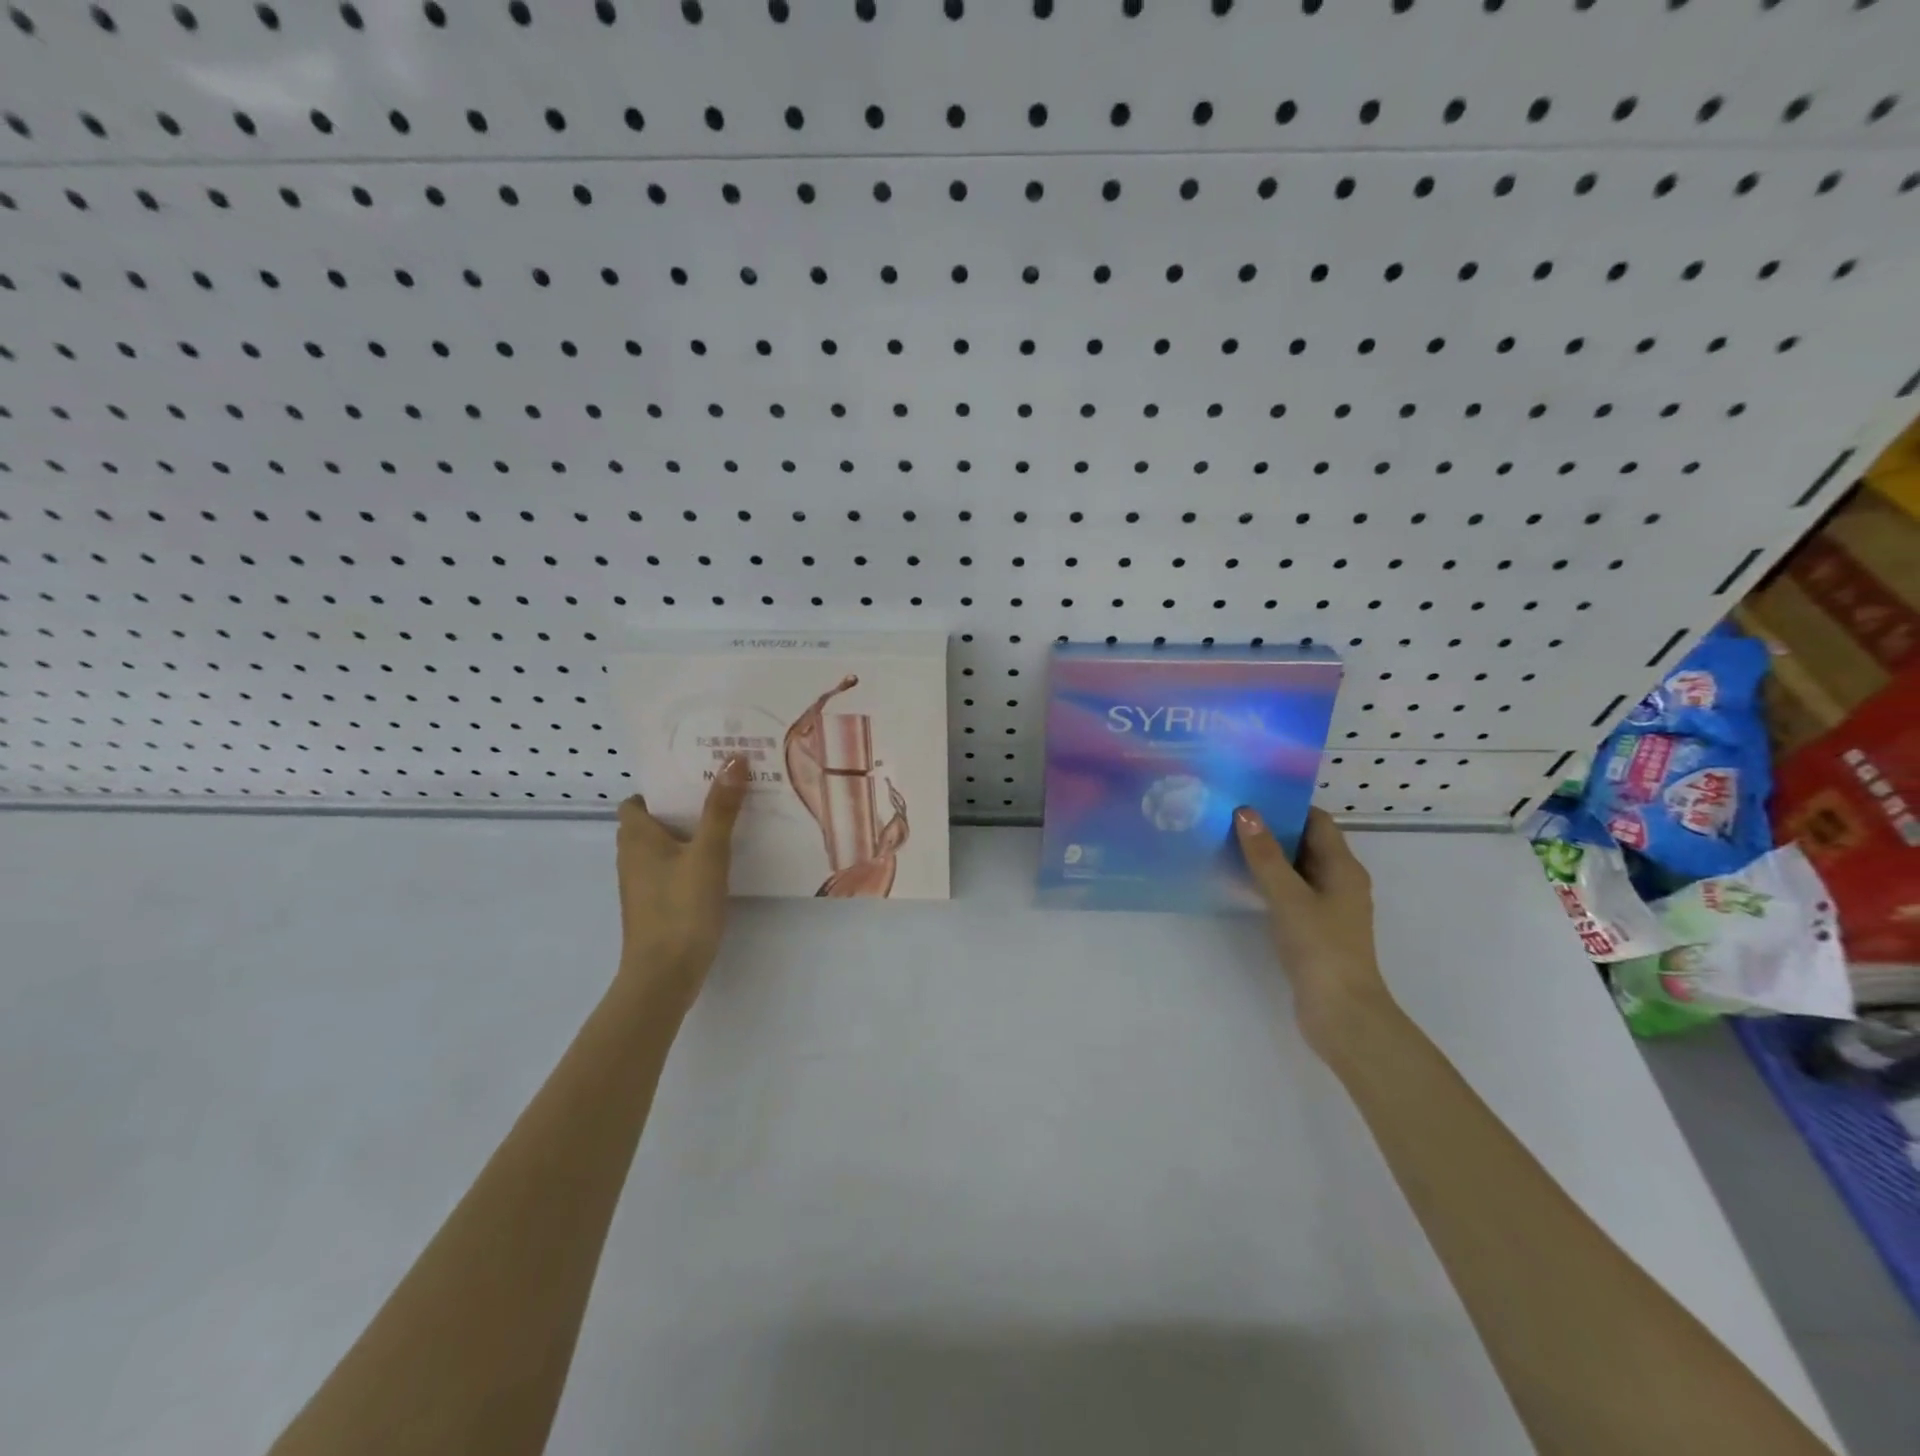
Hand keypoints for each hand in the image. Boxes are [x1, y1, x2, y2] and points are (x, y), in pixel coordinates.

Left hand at [614, 758, 748, 1012]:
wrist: (665, 975)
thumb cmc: (681, 907)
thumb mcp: (708, 854)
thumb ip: (721, 809)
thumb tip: (733, 759)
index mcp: (636, 837)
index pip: (636, 801)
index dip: (662, 788)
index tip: (696, 776)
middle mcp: (632, 857)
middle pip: (655, 821)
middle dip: (685, 806)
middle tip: (724, 792)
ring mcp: (643, 885)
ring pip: (666, 847)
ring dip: (692, 833)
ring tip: (731, 820)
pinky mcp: (657, 905)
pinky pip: (673, 870)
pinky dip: (693, 860)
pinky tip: (723, 862)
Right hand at [1234, 805, 1394, 1059]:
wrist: (1341, 1012)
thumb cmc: (1319, 948)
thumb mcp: (1288, 896)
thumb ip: (1265, 855)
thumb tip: (1245, 811)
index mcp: (1343, 868)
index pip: (1317, 821)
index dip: (1287, 805)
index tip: (1250, 795)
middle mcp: (1340, 881)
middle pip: (1306, 842)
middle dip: (1271, 828)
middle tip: (1229, 816)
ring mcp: (1329, 907)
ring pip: (1297, 868)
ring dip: (1268, 856)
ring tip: (1227, 842)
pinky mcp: (1315, 929)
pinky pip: (1291, 892)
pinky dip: (1270, 882)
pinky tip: (1240, 883)